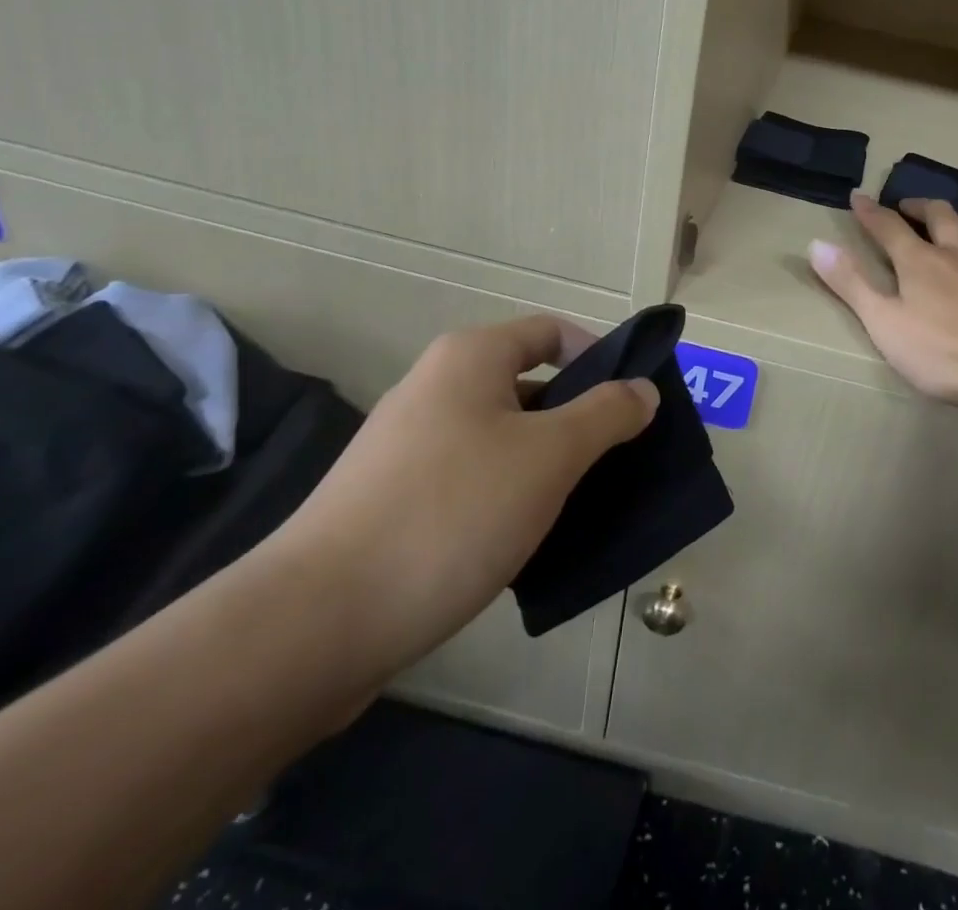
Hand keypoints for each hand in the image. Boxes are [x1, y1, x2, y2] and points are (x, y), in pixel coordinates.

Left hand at [264, 316, 656, 684]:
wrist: (315, 625)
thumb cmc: (451, 514)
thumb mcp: (550, 456)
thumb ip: (607, 414)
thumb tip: (642, 390)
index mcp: (470, 358)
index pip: (552, 332)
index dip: (599, 357)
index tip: (632, 403)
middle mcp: (435, 388)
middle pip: (529, 385)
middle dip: (578, 418)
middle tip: (618, 460)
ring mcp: (407, 446)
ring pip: (502, 438)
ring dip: (546, 464)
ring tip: (583, 505)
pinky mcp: (392, 500)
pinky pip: (471, 480)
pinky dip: (508, 497)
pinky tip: (529, 540)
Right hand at [808, 193, 957, 411]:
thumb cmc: (944, 351)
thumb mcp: (885, 323)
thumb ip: (851, 284)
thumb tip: (816, 244)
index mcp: (919, 260)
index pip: (888, 226)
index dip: (870, 211)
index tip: (858, 197)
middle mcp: (956, 251)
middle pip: (937, 215)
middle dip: (917, 206)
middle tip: (906, 207)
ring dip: (952, 220)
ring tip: (947, 225)